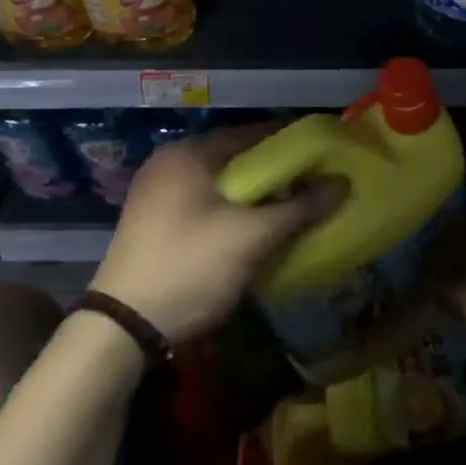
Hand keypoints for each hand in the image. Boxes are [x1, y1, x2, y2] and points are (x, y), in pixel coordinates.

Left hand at [91, 124, 343, 343]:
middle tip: (317, 185)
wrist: (122, 330)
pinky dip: (234, 213)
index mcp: (188, 153)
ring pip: (222, 186)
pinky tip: (259, 231)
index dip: (292, 143)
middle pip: (237, 160)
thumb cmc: (190, 266)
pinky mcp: (156, 225)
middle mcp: (170, 165)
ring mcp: (158, 196)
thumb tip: (342, 183)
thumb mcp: (252, 237)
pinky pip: (207, 206)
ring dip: (257, 197)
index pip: (252, 134)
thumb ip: (300, 207)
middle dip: (277, 174)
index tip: (326, 154)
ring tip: (296, 209)